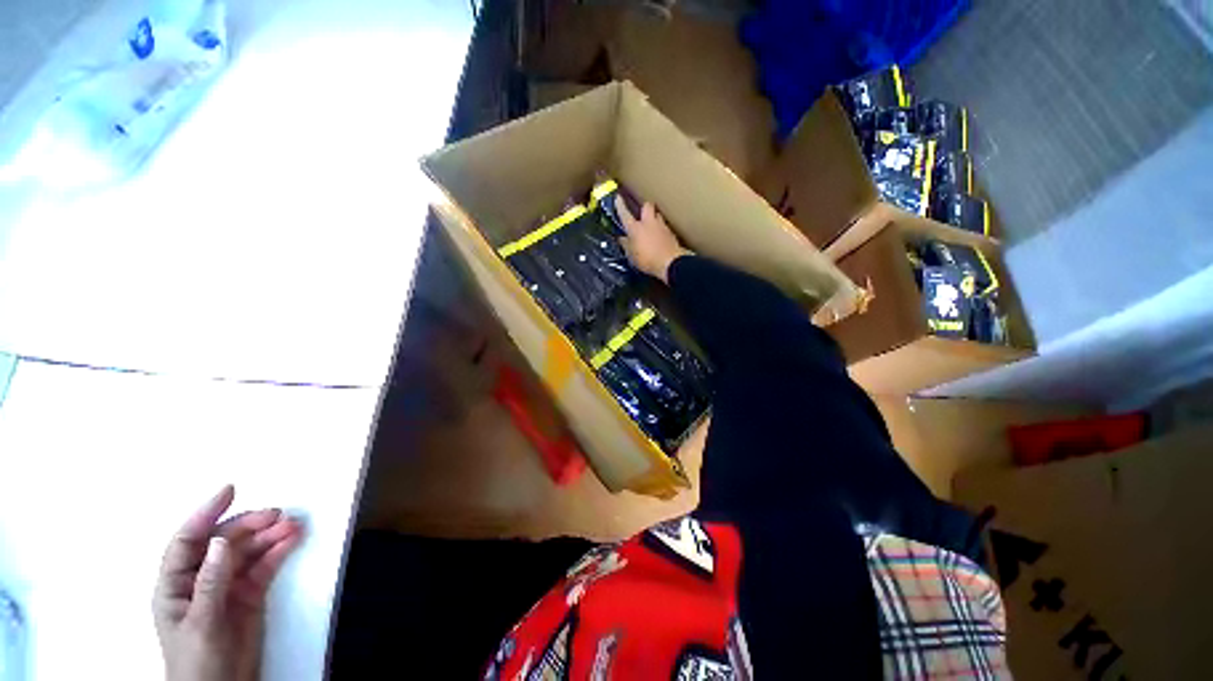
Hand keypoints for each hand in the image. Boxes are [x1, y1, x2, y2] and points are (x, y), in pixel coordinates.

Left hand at [153, 485, 303, 680]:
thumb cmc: (197, 661)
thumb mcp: (201, 623)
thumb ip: (210, 583)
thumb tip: (222, 541)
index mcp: (176, 585)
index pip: (187, 541)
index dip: (205, 514)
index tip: (229, 491)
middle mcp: (202, 579)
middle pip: (224, 542)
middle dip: (248, 525)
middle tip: (275, 513)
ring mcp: (227, 586)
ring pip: (248, 551)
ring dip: (269, 536)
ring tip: (292, 525)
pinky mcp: (249, 594)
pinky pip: (265, 566)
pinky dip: (278, 551)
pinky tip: (292, 539)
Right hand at [615, 196, 691, 283]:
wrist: (671, 262)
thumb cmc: (647, 260)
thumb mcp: (631, 256)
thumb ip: (626, 245)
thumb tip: (622, 238)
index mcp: (635, 228)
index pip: (625, 214)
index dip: (620, 206)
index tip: (618, 198)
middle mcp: (649, 223)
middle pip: (647, 206)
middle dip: (644, 207)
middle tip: (642, 213)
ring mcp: (661, 226)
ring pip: (657, 215)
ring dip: (654, 218)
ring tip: (652, 226)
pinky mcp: (671, 233)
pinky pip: (664, 227)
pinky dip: (661, 230)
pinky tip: (659, 237)